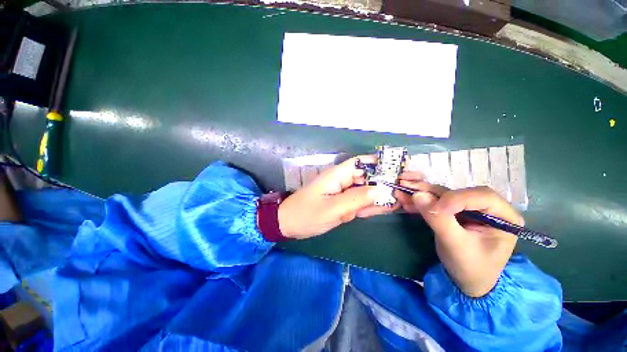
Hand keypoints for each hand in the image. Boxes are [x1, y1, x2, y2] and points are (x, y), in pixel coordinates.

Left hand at [278, 156, 397, 239]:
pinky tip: (391, 207)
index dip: (380, 163)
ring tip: (406, 197)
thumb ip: (355, 199)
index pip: (362, 163)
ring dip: (383, 195)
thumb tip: (379, 189)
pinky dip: (374, 205)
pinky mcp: (343, 204)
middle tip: (410, 186)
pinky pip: (361, 202)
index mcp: (338, 175)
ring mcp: (344, 193)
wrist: (290, 224)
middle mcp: (343, 181)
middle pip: (368, 177)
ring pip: (367, 191)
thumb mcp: (331, 208)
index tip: (400, 167)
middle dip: (387, 182)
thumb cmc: (306, 214)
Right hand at [397, 171, 523, 296]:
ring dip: (420, 192)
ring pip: (443, 194)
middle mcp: (488, 207)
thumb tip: (417, 195)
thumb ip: (439, 220)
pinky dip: (420, 200)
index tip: (432, 209)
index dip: (454, 199)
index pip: (480, 196)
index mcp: (503, 216)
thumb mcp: (456, 246)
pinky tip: (405, 199)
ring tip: (401, 190)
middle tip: (405, 185)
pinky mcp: (454, 211)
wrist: (465, 282)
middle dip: (429, 190)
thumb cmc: (469, 268)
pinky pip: (435, 201)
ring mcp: (469, 208)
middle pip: (457, 192)